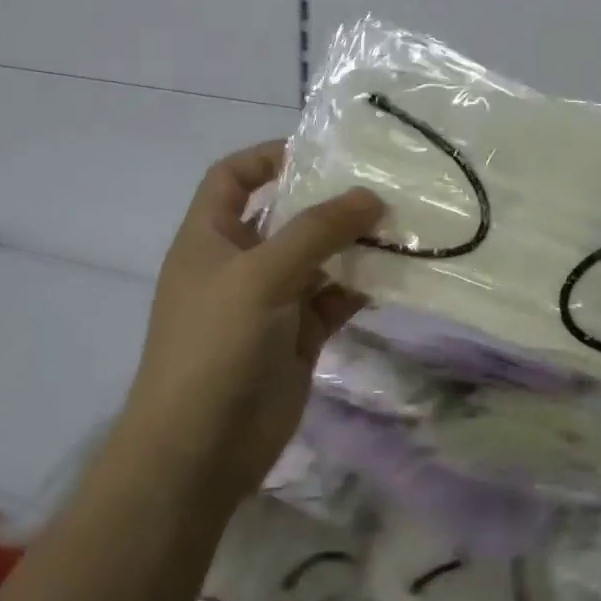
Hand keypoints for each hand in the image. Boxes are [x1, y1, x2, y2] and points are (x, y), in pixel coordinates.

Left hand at [105, 142, 383, 509]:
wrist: (200, 450)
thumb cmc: (216, 344)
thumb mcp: (262, 274)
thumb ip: (317, 231)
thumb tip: (370, 196)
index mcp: (210, 237)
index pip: (232, 178)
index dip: (268, 156)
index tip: (319, 150)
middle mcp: (239, 263)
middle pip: (285, 215)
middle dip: (327, 200)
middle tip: (380, 183)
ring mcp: (270, 302)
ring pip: (317, 258)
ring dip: (352, 244)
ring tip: (400, 224)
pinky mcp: (297, 337)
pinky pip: (334, 299)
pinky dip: (360, 287)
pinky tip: (395, 273)